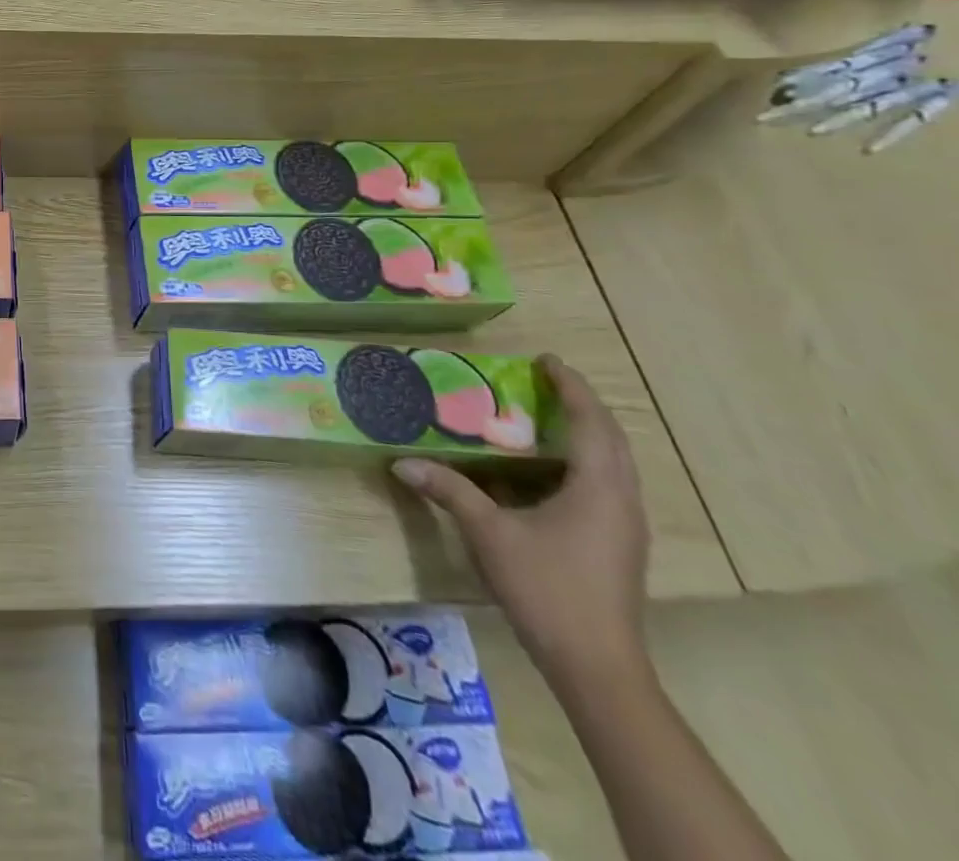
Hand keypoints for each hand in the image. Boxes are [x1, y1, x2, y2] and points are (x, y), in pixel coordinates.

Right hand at [393, 354, 650, 687]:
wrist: (596, 665)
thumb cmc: (546, 588)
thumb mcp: (489, 533)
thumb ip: (449, 491)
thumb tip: (401, 462)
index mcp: (598, 488)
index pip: (591, 423)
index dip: (572, 387)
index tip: (548, 360)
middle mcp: (621, 500)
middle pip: (611, 439)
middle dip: (582, 405)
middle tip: (546, 382)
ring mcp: (624, 526)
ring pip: (613, 464)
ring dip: (587, 434)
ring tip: (547, 416)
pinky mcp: (618, 545)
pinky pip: (606, 485)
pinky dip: (583, 461)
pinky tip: (550, 471)